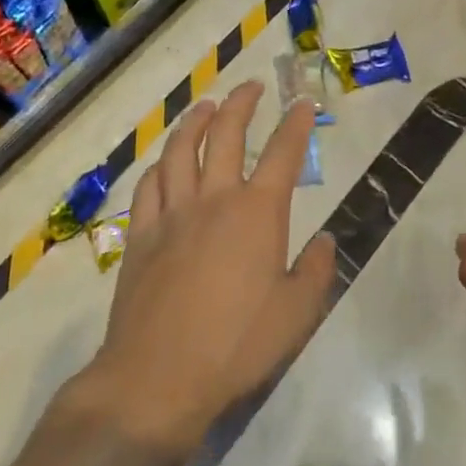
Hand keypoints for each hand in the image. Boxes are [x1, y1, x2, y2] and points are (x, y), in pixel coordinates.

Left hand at [84, 82, 335, 453]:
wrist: (157, 378)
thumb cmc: (236, 345)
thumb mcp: (297, 314)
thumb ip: (316, 271)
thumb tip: (325, 240)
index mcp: (258, 212)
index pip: (283, 153)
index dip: (296, 124)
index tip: (303, 104)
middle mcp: (215, 199)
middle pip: (226, 135)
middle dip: (241, 104)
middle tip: (250, 87)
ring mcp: (172, 214)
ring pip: (180, 151)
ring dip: (194, 122)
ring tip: (205, 107)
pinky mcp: (140, 236)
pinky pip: (148, 186)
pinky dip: (159, 166)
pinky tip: (164, 163)